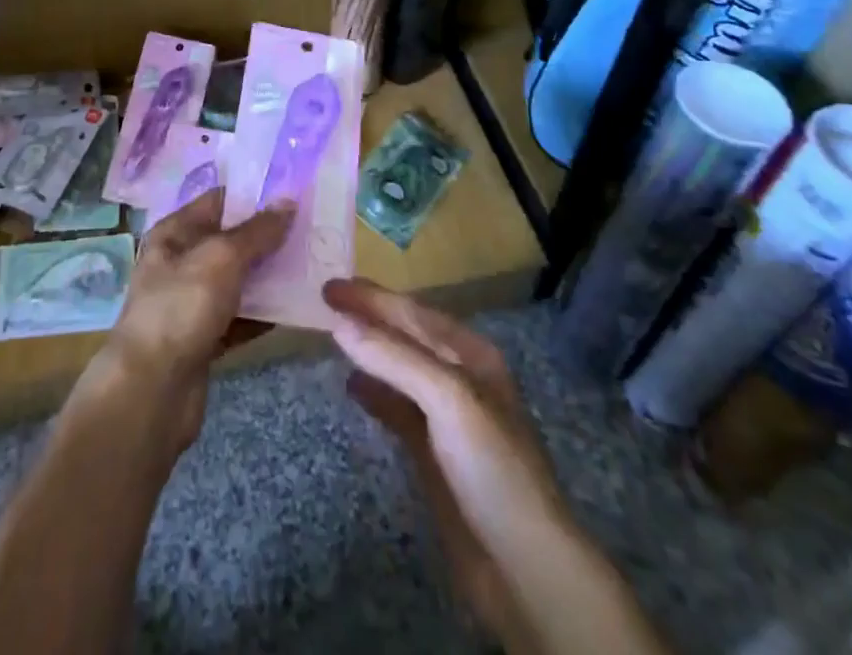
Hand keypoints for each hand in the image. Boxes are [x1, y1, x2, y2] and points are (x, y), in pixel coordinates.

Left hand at [100, 188, 292, 450]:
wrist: (151, 391)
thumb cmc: (182, 307)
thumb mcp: (222, 258)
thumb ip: (257, 231)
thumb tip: (288, 201)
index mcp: (175, 233)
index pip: (219, 201)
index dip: (254, 195)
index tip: (295, 192)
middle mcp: (181, 263)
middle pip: (231, 241)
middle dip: (269, 236)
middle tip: (314, 228)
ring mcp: (192, 303)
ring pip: (239, 280)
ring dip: (271, 275)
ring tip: (314, 264)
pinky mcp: (205, 339)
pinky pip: (241, 316)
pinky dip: (265, 313)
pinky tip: (298, 308)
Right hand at [324, 278, 567, 650]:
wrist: (525, 566)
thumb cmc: (492, 467)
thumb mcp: (449, 399)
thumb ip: (394, 358)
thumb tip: (340, 323)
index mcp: (471, 354)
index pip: (413, 312)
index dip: (372, 297)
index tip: (330, 286)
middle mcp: (460, 377)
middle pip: (406, 335)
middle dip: (369, 315)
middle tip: (326, 299)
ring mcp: (447, 417)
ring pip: (399, 369)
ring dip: (368, 349)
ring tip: (332, 334)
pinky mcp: (434, 454)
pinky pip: (397, 408)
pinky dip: (373, 392)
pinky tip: (351, 386)